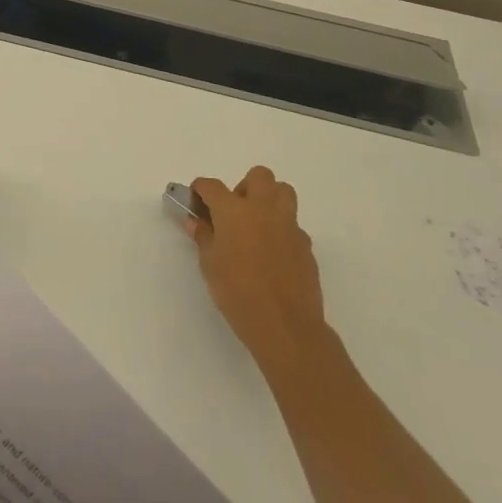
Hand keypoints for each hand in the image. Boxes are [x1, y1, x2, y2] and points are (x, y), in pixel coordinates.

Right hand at [188, 167, 328, 370]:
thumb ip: (203, 237)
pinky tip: (273, 255)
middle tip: (234, 211)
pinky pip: (293, 226)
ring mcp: (289, 226)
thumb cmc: (238, 293)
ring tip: (257, 225)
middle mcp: (264, 209)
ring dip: (269, 200)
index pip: (212, 186)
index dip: (200, 189)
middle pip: (259, 176)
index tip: (195, 199)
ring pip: (283, 193)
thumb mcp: (210, 265)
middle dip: (244, 186)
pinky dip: (281, 230)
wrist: (286, 326)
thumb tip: (195, 222)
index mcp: (234, 210)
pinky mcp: (306, 245)